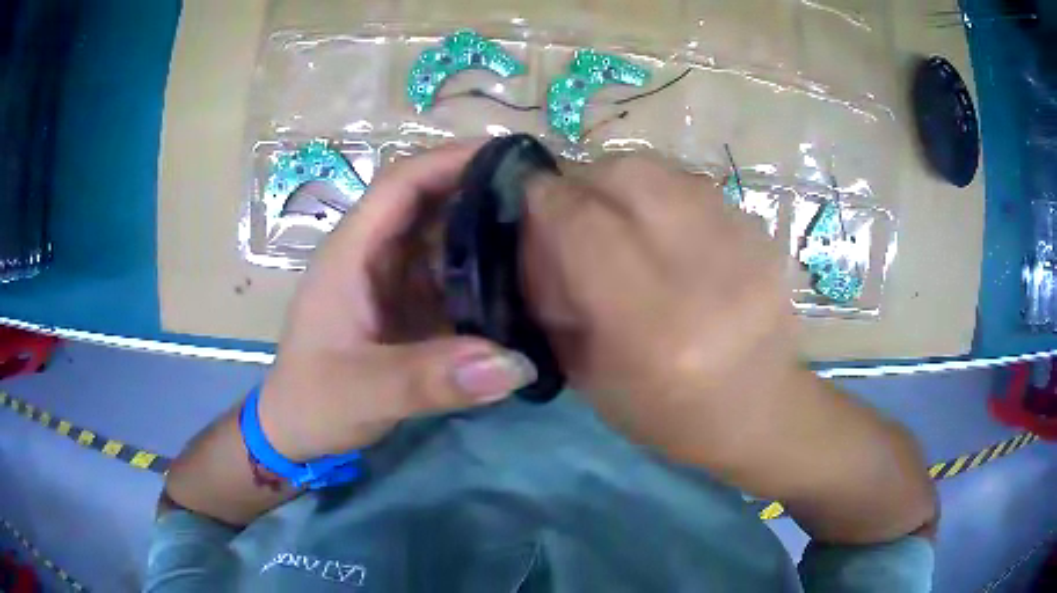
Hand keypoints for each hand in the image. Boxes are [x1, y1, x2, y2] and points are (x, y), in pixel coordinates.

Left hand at [258, 142, 537, 460]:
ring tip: (546, 236)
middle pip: (430, 203)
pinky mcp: (406, 309)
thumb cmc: (313, 402)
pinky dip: (482, 274)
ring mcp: (391, 283)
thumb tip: (516, 365)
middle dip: (480, 190)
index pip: (401, 183)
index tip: (509, 157)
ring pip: (444, 239)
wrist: (294, 432)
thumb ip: (432, 380)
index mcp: (352, 253)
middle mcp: (373, 256)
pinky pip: (450, 277)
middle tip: (544, 199)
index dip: (451, 160)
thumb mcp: (365, 393)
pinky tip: (520, 285)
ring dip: (487, 232)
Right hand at [522, 156, 799, 463]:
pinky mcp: (765, 237)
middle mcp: (704, 274)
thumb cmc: (667, 413)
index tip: (530, 200)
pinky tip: (668, 229)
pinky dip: (667, 195)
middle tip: (578, 207)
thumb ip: (555, 298)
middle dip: (587, 180)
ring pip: (666, 172)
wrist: (760, 412)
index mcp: (651, 326)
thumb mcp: (589, 374)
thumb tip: (537, 231)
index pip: (583, 223)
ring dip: (627, 183)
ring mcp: (744, 247)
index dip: (547, 199)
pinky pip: (698, 187)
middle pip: (628, 175)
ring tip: (622, 216)